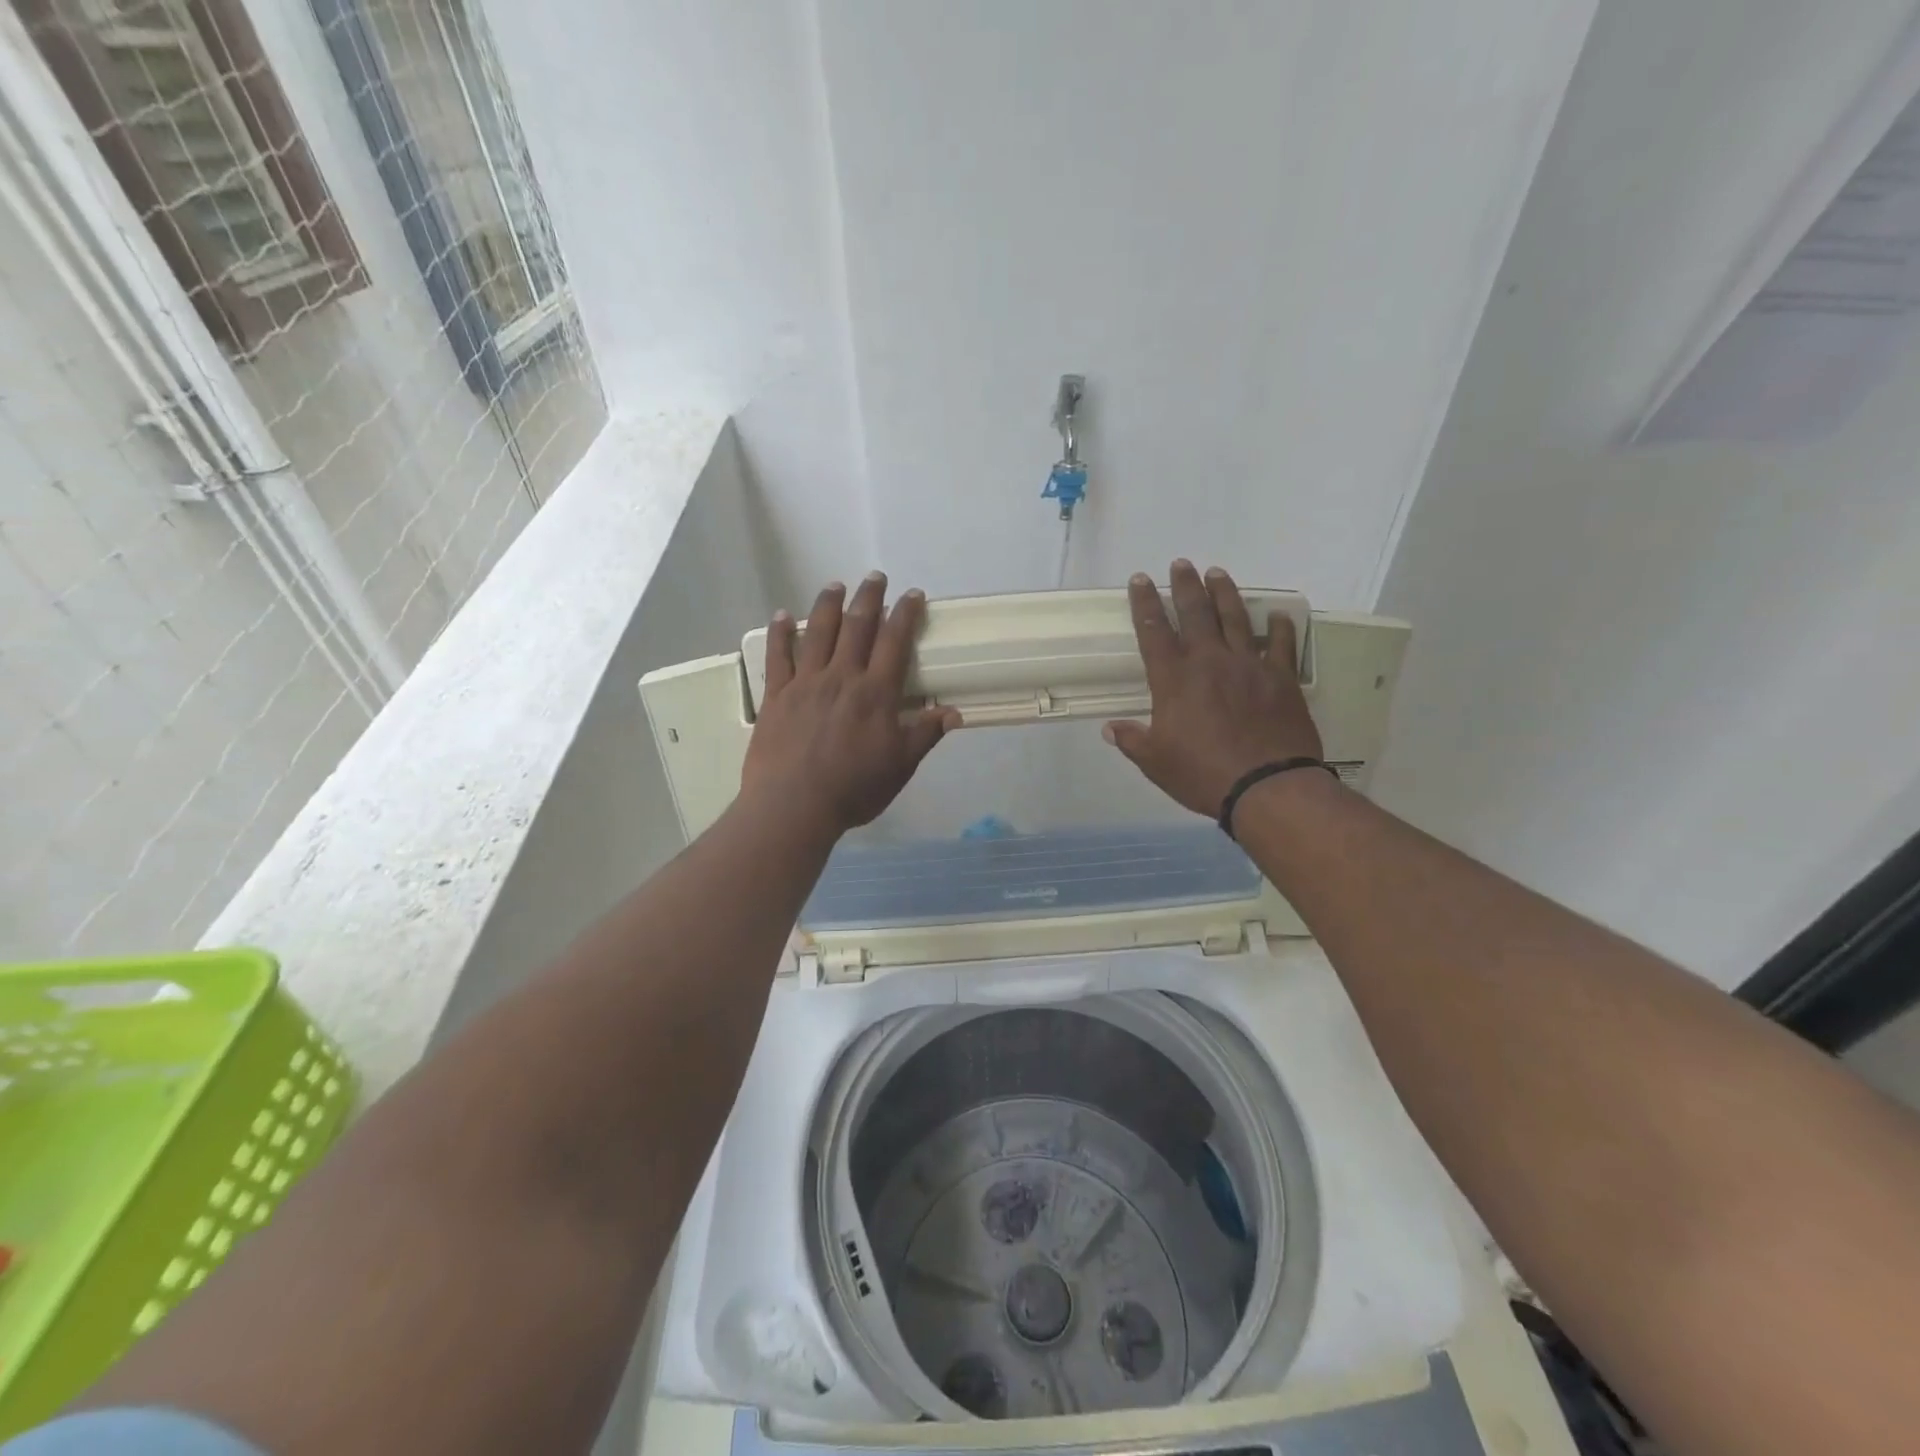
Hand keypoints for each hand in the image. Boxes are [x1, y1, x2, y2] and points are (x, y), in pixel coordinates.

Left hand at [742, 573, 961, 834]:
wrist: (794, 805)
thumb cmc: (853, 789)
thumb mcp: (900, 766)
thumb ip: (925, 735)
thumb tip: (954, 713)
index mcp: (876, 693)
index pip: (895, 642)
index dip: (905, 614)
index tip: (912, 594)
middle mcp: (842, 677)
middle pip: (858, 626)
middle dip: (869, 598)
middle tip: (875, 577)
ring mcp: (806, 682)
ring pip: (819, 632)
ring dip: (828, 604)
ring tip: (835, 585)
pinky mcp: (777, 695)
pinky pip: (778, 656)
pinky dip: (781, 633)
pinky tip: (783, 615)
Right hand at [1105, 561, 1323, 818]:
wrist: (1267, 785)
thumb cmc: (1203, 774)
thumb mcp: (1156, 762)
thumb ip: (1133, 740)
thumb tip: (1110, 729)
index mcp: (1174, 680)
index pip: (1154, 632)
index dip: (1144, 604)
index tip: (1140, 580)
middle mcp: (1210, 662)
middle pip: (1196, 614)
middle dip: (1185, 586)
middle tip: (1181, 564)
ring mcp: (1249, 666)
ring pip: (1235, 619)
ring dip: (1224, 594)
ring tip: (1217, 573)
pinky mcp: (1281, 679)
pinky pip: (1281, 646)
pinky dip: (1279, 629)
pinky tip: (1278, 616)